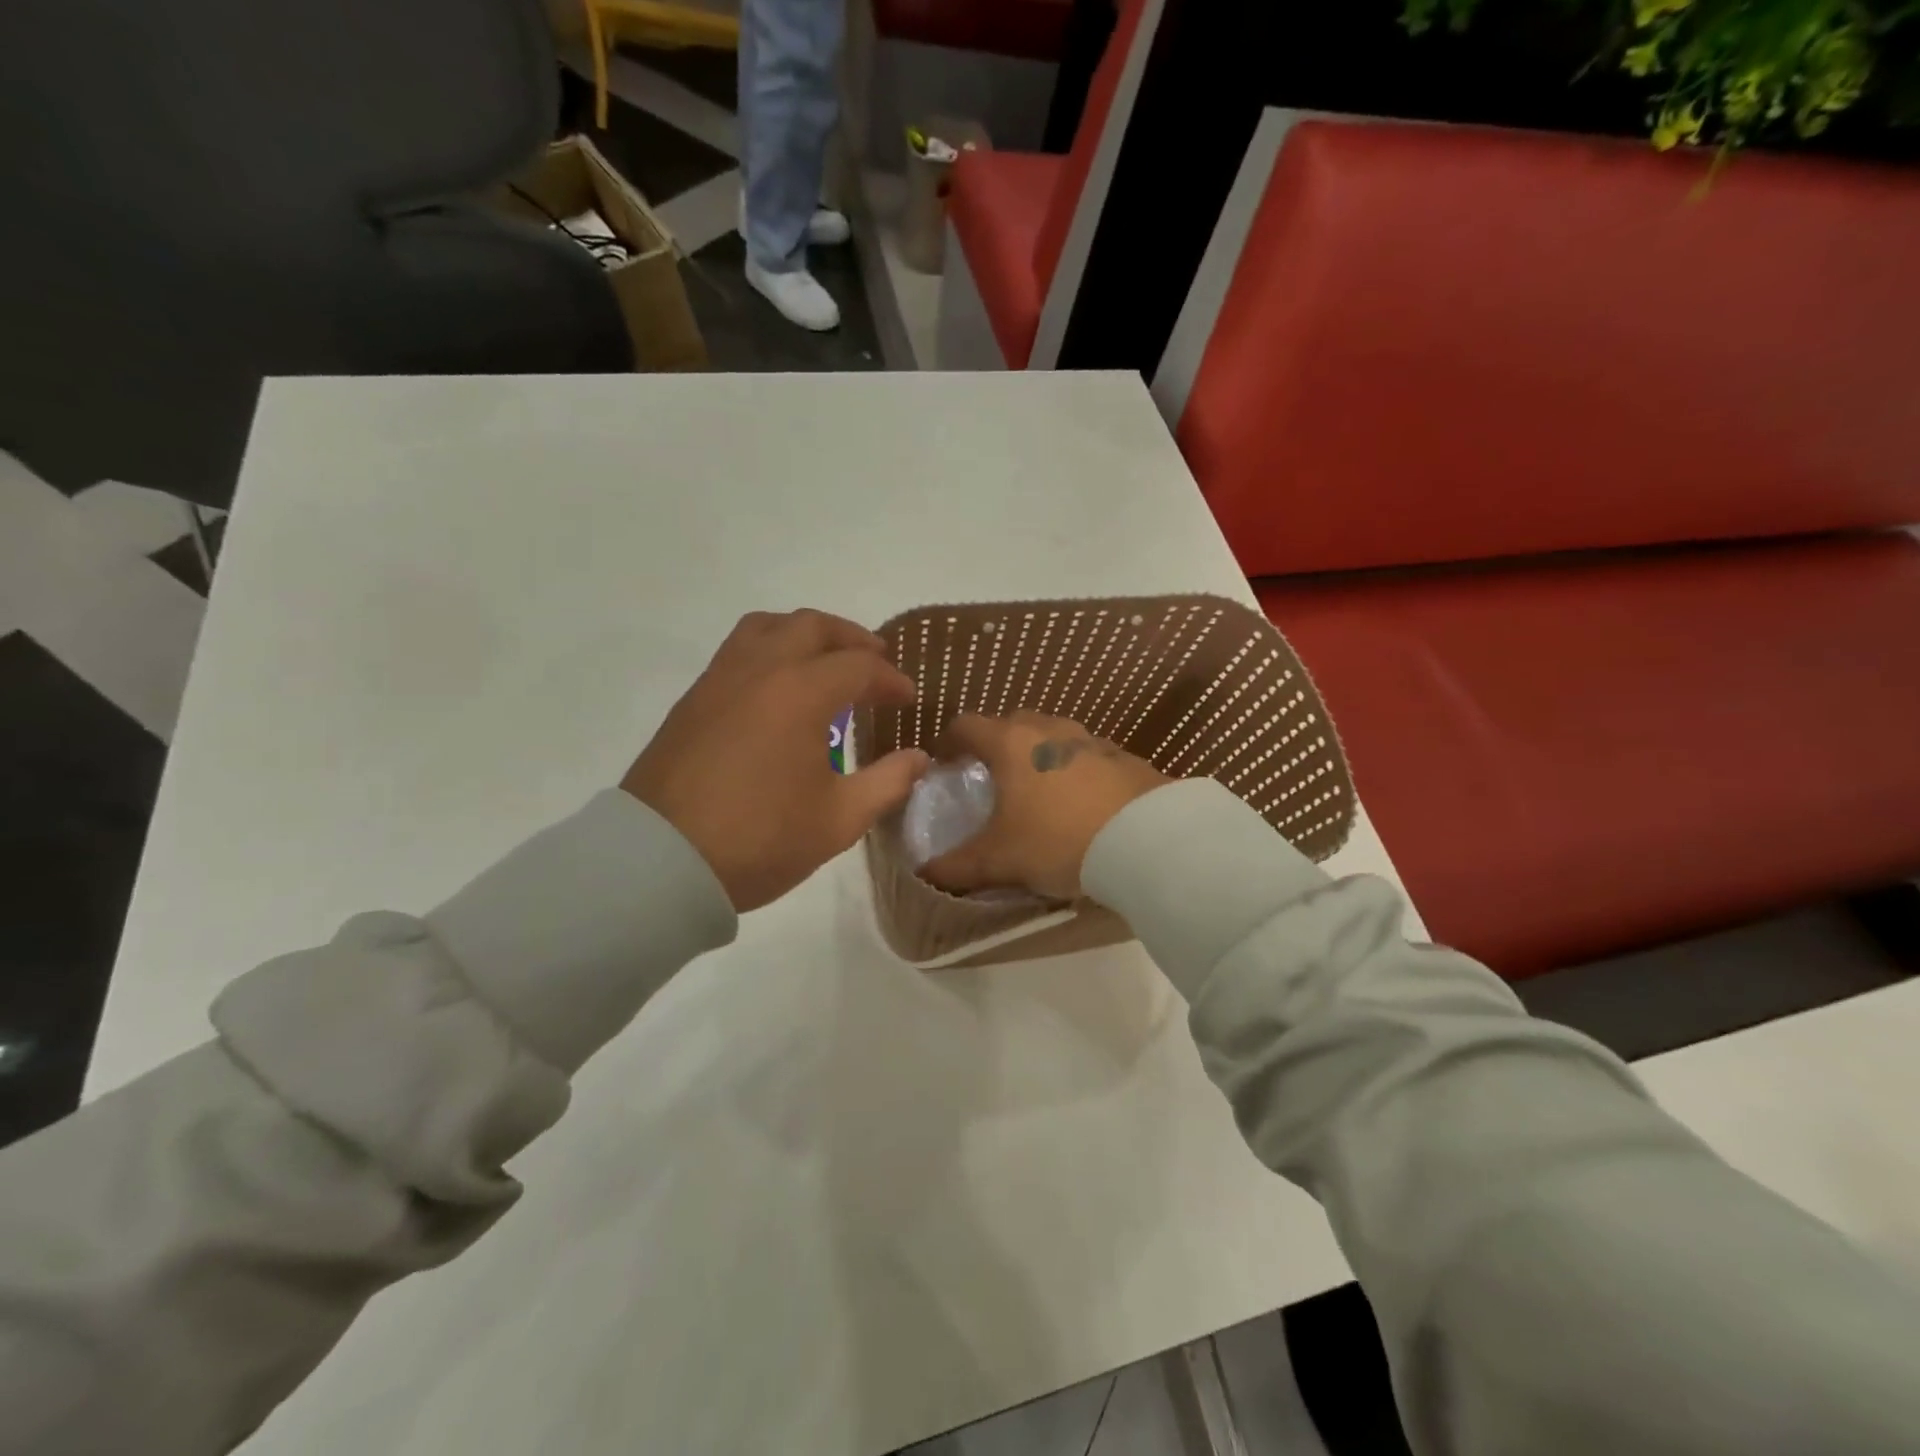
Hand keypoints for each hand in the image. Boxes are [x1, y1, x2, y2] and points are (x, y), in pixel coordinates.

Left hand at [622, 610, 928, 911]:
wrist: (660, 861)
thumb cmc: (759, 838)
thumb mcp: (839, 819)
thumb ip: (888, 782)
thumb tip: (919, 758)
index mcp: (801, 692)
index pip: (859, 666)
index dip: (891, 680)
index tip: (907, 699)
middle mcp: (760, 670)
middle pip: (812, 626)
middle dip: (851, 638)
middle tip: (874, 662)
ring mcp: (719, 680)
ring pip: (766, 627)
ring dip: (805, 635)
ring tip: (824, 662)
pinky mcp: (693, 700)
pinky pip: (738, 652)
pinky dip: (770, 652)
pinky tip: (779, 693)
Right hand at [920, 712, 1169, 899]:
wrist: (1147, 840)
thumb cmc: (1058, 840)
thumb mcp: (1001, 860)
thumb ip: (957, 867)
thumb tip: (923, 873)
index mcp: (1011, 743)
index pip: (966, 725)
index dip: (949, 743)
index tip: (944, 766)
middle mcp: (1048, 730)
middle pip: (1010, 724)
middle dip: (995, 747)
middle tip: (991, 780)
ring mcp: (1090, 739)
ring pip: (1051, 737)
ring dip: (1037, 756)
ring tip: (1036, 793)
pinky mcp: (1123, 757)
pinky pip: (1085, 756)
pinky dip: (1073, 771)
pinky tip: (1079, 804)